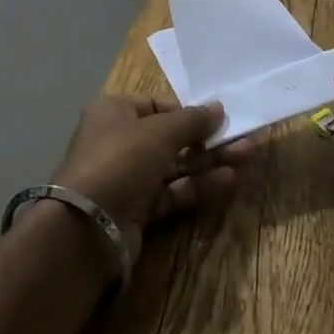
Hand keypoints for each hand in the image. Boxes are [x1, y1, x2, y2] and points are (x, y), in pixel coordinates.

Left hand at [51, 96, 255, 264]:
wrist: (87, 228)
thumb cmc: (121, 160)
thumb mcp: (159, 131)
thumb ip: (192, 120)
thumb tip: (218, 108)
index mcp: (113, 112)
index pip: (156, 106)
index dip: (187, 112)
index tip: (216, 118)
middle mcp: (118, 142)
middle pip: (170, 137)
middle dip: (207, 139)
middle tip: (244, 138)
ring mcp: (127, 179)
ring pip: (175, 166)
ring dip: (209, 162)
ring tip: (247, 156)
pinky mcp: (137, 211)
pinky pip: (172, 192)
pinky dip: (198, 186)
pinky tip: (229, 180)